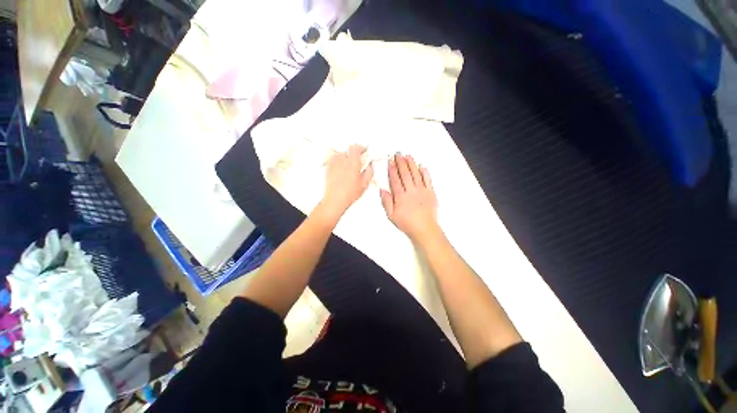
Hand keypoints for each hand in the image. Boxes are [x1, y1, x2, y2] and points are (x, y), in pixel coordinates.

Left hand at [321, 145, 373, 218]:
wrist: (335, 200)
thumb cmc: (348, 193)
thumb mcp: (364, 184)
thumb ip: (369, 172)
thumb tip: (370, 167)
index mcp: (353, 162)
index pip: (356, 147)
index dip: (361, 147)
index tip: (364, 150)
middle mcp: (342, 160)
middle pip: (348, 150)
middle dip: (354, 153)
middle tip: (358, 159)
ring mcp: (333, 163)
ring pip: (340, 154)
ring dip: (345, 156)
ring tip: (349, 164)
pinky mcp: (328, 168)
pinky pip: (332, 159)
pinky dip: (336, 160)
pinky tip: (339, 166)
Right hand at [380, 153, 440, 241]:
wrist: (425, 229)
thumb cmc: (407, 223)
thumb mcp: (391, 215)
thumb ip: (386, 202)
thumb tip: (382, 189)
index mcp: (400, 196)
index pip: (395, 179)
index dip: (392, 169)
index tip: (390, 161)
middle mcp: (411, 190)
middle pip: (405, 174)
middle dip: (401, 162)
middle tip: (398, 153)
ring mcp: (422, 190)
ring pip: (416, 174)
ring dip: (412, 164)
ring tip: (408, 156)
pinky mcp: (431, 192)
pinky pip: (428, 180)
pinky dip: (425, 172)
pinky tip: (422, 166)